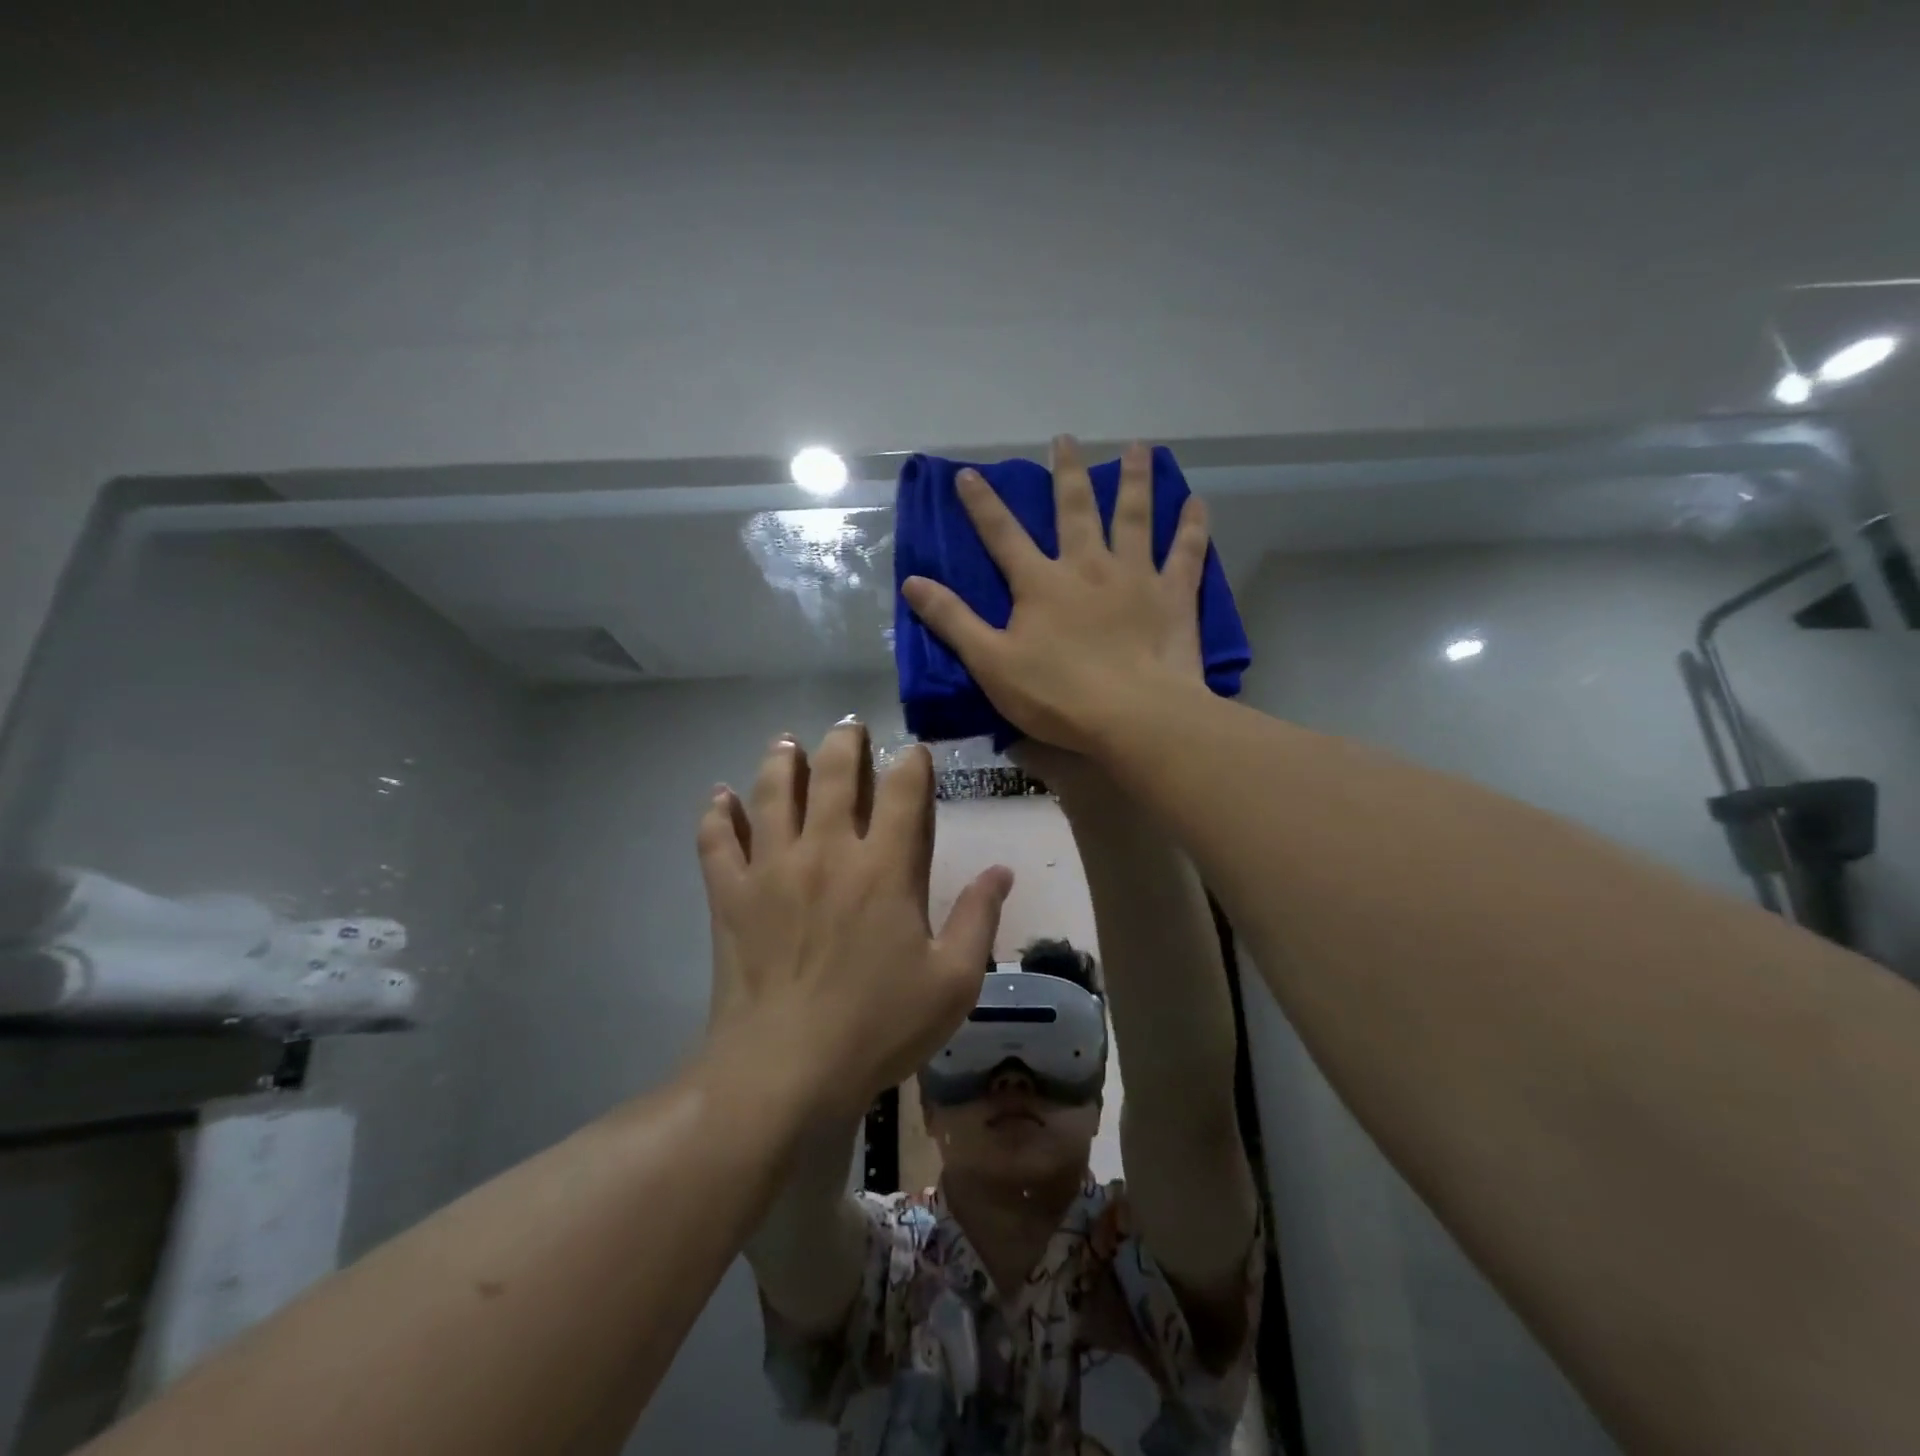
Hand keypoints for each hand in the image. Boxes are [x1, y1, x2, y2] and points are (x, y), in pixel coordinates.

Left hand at [697, 720, 1013, 1120]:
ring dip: (782, 761)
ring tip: (787, 741)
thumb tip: (1001, 870)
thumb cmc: (879, 1026)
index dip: (913, 763)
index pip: (904, 791)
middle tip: (849, 726)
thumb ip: (979, 918)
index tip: (915, 753)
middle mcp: (828, 851)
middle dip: (845, 743)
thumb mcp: (953, 981)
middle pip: (835, 775)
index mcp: (885, 868)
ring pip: (774, 793)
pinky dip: (716, 815)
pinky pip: (717, 841)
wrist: (785, 1070)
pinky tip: (718, 797)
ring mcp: (772, 869)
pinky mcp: (731, 895)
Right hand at [901, 436, 1210, 753]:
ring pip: (1134, 516)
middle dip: (1066, 472)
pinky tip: (1198, 502)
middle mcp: (1087, 566)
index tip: (967, 473)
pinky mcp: (1174, 595)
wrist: (1134, 716)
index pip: (1003, 534)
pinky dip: (1193, 526)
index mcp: (1040, 583)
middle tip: (1065, 438)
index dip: (982, 504)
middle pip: (1075, 509)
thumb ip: (953, 620)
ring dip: (1134, 479)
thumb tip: (913, 581)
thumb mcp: (991, 664)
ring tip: (1138, 446)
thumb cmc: (1057, 696)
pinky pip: (1186, 552)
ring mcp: (1135, 576)